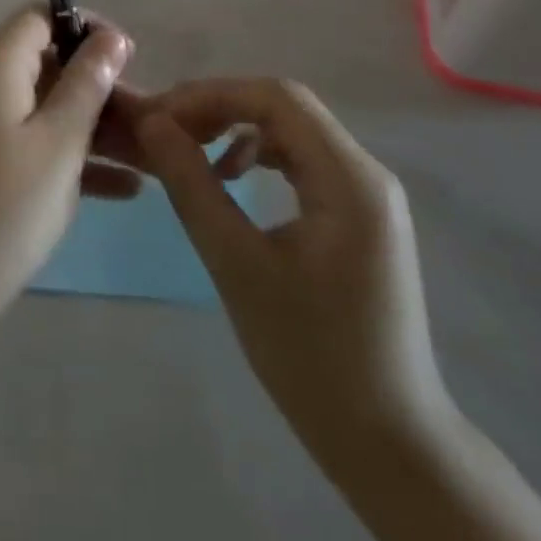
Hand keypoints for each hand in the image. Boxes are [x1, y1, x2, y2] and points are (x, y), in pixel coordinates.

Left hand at [0, 8, 138, 325]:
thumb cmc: (1, 207)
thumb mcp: (58, 143)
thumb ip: (86, 84)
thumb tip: (111, 37)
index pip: (42, 17)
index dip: (87, 29)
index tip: (129, 59)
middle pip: (51, 63)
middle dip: (101, 87)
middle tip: (150, 122)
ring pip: (49, 107)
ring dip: (96, 127)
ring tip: (151, 157)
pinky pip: (36, 142)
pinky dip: (74, 157)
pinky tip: (126, 190)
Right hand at [135, 79, 450, 468]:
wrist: (389, 445)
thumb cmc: (312, 357)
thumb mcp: (237, 266)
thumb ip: (192, 185)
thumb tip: (151, 123)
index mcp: (350, 178)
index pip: (277, 97)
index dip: (212, 95)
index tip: (161, 116)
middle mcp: (366, 172)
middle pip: (285, 107)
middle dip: (220, 107)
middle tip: (167, 129)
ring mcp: (366, 193)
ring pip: (292, 130)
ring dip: (237, 128)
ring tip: (190, 150)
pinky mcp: (358, 214)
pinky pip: (302, 160)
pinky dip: (259, 156)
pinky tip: (230, 179)